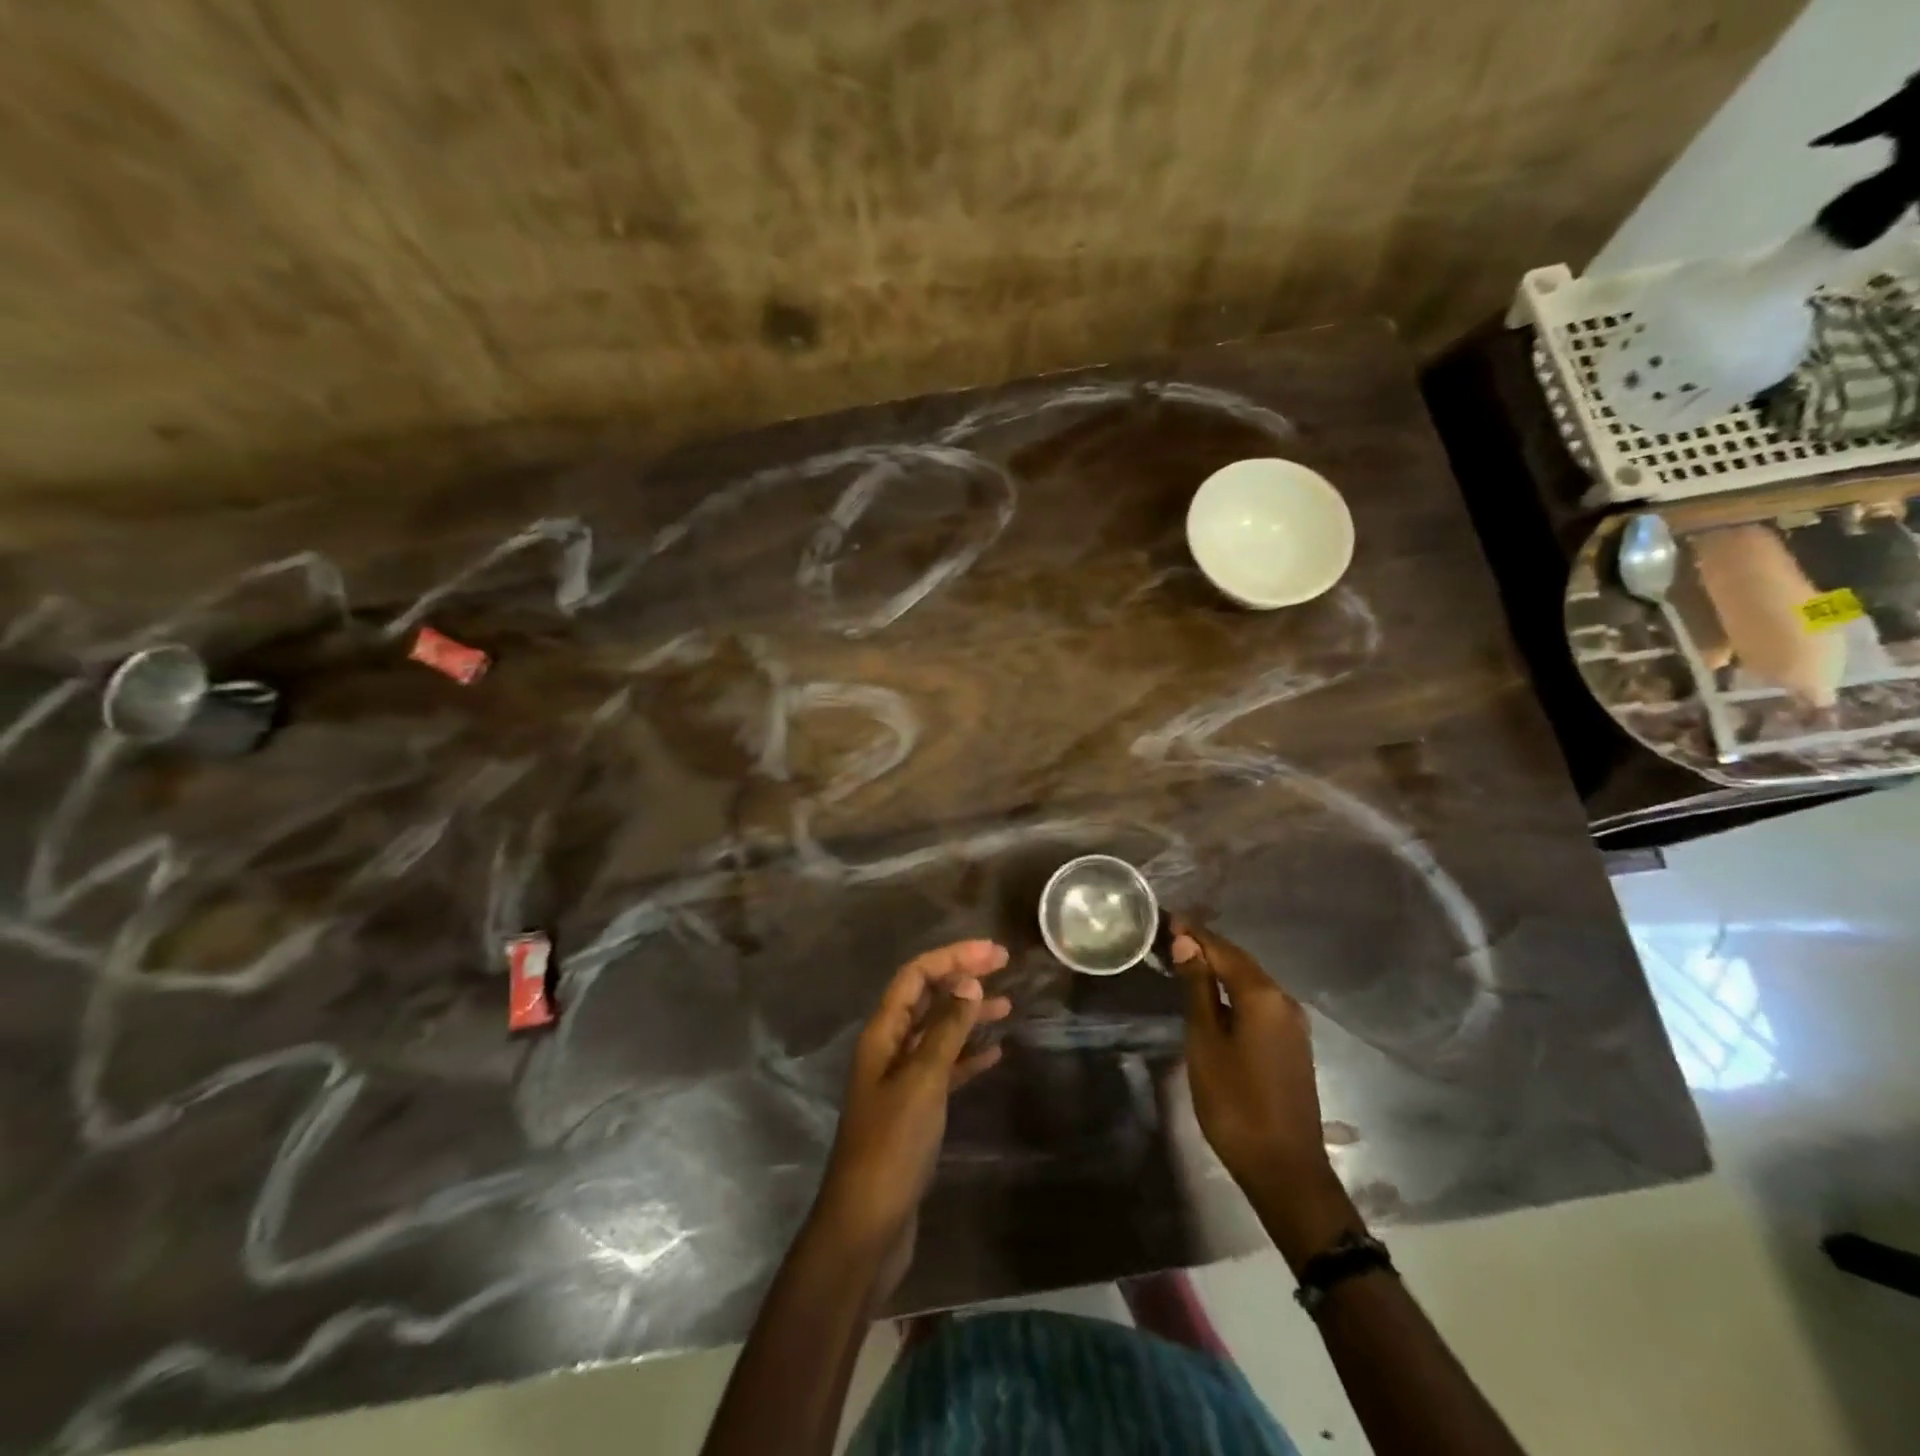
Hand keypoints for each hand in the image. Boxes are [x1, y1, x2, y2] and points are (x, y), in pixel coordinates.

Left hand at [812, 940, 1011, 1267]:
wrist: (867, 1226)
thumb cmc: (891, 1146)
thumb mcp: (922, 1081)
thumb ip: (946, 1031)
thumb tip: (969, 982)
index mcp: (882, 1034)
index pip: (915, 977)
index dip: (952, 958)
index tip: (993, 953)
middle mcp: (889, 1049)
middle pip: (926, 998)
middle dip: (962, 978)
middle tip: (1004, 966)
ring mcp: (901, 1081)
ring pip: (938, 1033)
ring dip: (969, 1015)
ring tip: (1008, 1006)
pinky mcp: (915, 1111)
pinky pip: (945, 1069)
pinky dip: (968, 1057)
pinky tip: (995, 1055)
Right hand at [1172, 918, 1354, 1262]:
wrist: (1285, 1170)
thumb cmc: (1235, 1103)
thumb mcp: (1205, 1042)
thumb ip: (1196, 989)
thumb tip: (1186, 943)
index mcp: (1262, 996)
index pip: (1222, 950)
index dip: (1193, 933)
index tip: (1166, 918)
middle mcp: (1283, 1001)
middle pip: (1239, 962)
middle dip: (1206, 946)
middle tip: (1170, 935)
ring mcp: (1292, 1024)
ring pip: (1250, 981)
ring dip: (1219, 967)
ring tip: (1185, 959)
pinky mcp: (1292, 1044)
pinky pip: (1259, 1002)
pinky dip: (1233, 990)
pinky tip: (1213, 995)